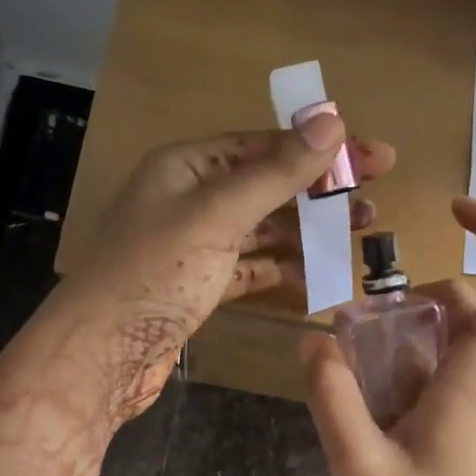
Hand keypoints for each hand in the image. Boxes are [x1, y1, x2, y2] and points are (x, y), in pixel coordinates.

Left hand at [56, 107, 394, 420]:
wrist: (100, 356)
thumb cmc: (154, 274)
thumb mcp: (217, 215)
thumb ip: (275, 172)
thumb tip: (331, 120)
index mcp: (187, 166)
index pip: (265, 145)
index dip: (321, 149)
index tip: (374, 157)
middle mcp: (191, 199)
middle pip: (268, 186)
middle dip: (320, 191)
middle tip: (374, 201)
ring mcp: (196, 246)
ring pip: (263, 229)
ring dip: (308, 231)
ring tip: (359, 234)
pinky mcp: (201, 287)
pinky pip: (252, 268)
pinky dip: (283, 268)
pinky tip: (317, 272)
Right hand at [300, 199, 475, 475]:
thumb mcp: (358, 465)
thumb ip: (332, 396)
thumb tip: (314, 341)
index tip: (454, 210)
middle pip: (470, 307)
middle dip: (414, 306)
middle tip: (356, 341)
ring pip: (463, 343)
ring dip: (414, 346)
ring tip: (364, 392)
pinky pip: (465, 376)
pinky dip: (425, 374)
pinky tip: (389, 420)